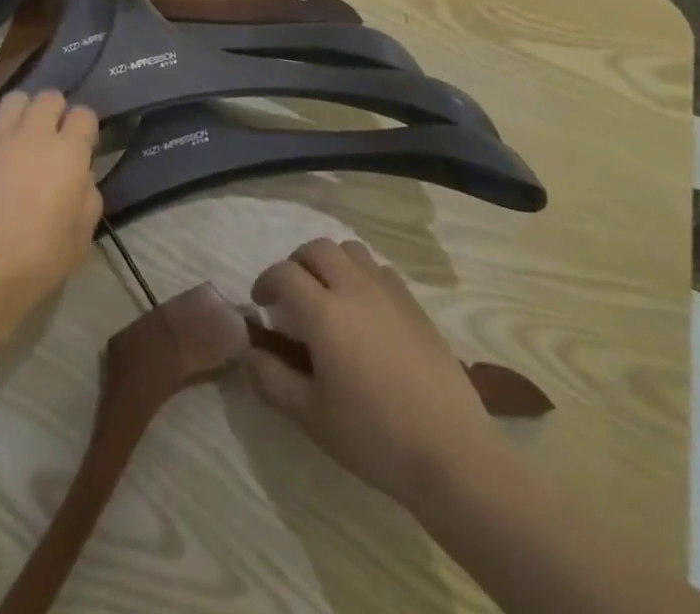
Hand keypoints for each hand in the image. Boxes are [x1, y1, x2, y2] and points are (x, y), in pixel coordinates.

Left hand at [0, 90, 102, 345]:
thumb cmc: (33, 263)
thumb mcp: (80, 240)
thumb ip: (88, 198)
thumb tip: (83, 176)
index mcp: (68, 153)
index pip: (84, 115)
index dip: (83, 129)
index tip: (79, 147)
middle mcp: (33, 133)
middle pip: (49, 97)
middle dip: (52, 113)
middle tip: (45, 140)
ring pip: (13, 99)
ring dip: (19, 114)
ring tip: (13, 138)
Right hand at [247, 239, 505, 509]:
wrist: (451, 451)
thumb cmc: (374, 436)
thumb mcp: (311, 416)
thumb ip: (272, 379)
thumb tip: (248, 353)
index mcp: (324, 312)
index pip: (284, 273)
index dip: (266, 281)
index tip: (260, 303)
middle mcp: (354, 288)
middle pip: (317, 248)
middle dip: (297, 263)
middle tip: (291, 294)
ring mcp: (388, 291)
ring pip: (351, 250)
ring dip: (331, 262)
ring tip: (327, 294)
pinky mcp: (414, 303)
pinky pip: (379, 269)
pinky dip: (361, 275)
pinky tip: (364, 310)